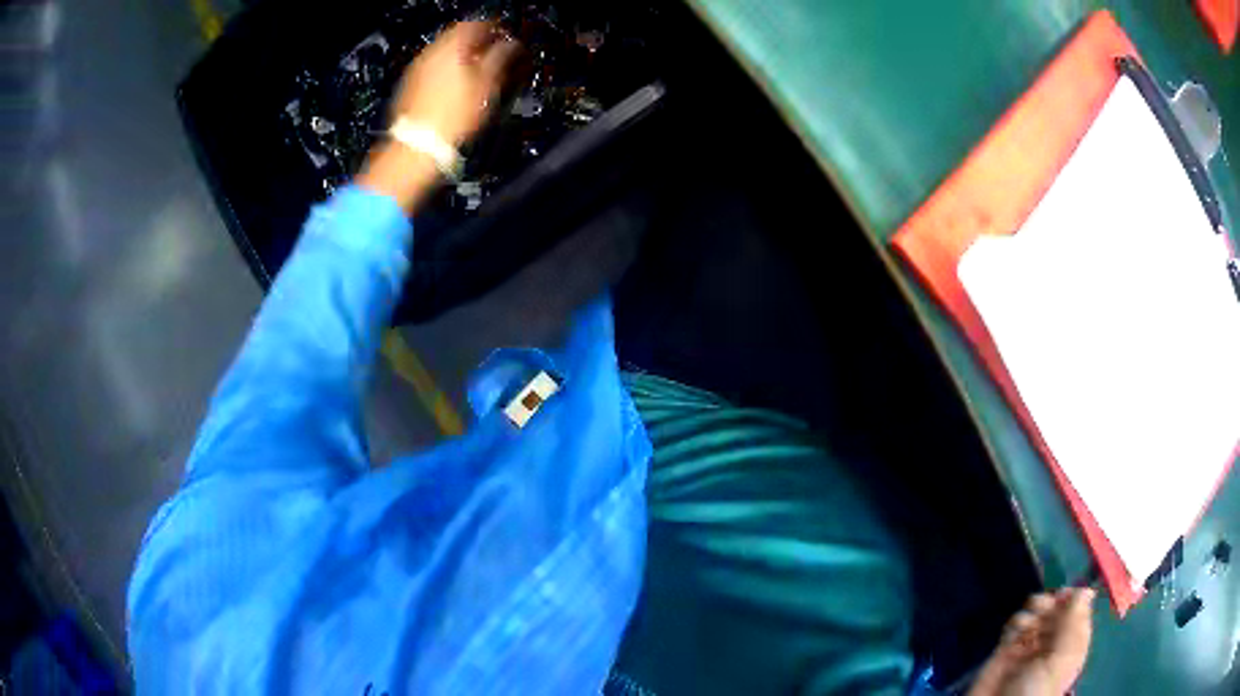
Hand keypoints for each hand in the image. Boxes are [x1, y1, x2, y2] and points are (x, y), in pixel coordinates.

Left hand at [391, 21, 520, 145]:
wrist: (418, 147)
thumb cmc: (452, 118)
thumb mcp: (487, 86)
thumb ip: (500, 59)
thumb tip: (510, 45)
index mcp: (451, 48)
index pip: (476, 25)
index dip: (493, 29)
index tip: (504, 37)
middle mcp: (430, 54)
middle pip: (457, 37)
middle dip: (476, 44)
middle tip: (493, 54)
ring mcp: (416, 71)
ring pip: (443, 54)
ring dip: (460, 59)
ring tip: (476, 73)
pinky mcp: (409, 88)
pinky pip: (432, 70)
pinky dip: (446, 72)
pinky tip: (456, 88)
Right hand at [969, 588, 1094, 695]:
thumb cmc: (1035, 690)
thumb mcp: (1059, 659)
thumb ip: (1073, 624)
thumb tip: (1087, 589)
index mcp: (1072, 645)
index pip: (1079, 611)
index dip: (1073, 599)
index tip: (1064, 593)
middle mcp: (1054, 642)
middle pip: (1058, 609)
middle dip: (1050, 603)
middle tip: (1042, 606)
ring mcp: (1030, 645)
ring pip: (1037, 612)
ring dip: (1032, 610)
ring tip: (1025, 621)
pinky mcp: (1008, 648)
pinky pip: (1014, 625)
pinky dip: (1015, 622)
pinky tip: (1013, 632)